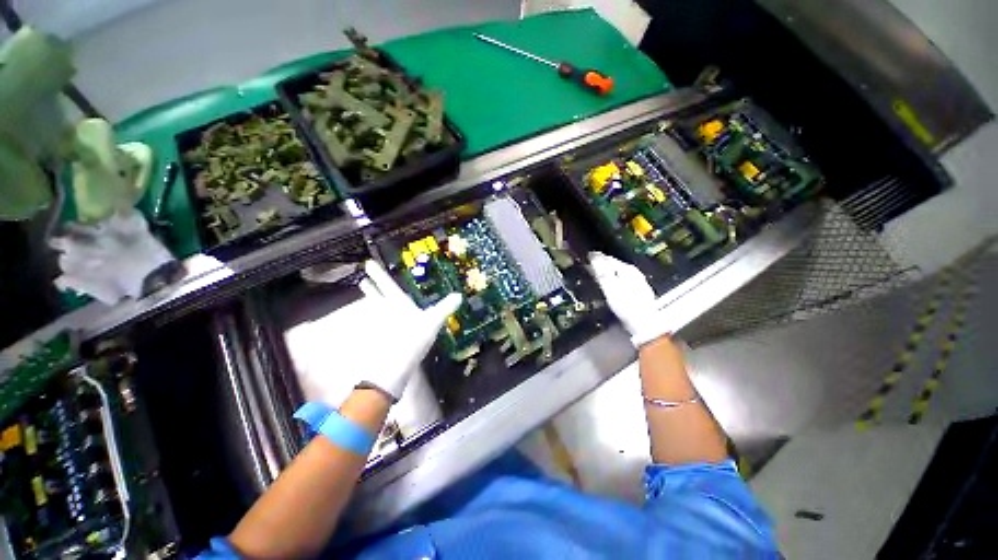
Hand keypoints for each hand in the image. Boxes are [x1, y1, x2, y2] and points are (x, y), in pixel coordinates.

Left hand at [287, 260, 460, 404]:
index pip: (388, 285)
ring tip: (365, 293)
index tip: (368, 263)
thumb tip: (459, 295)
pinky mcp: (380, 338)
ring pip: (374, 309)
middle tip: (362, 279)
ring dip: (371, 299)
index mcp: (398, 304)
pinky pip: (376, 323)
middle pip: (377, 296)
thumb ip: (445, 308)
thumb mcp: (433, 322)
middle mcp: (387, 312)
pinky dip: (375, 319)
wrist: (393, 367)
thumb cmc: (413, 339)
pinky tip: (377, 320)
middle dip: (371, 286)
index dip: (379, 274)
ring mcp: (381, 326)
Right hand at [589, 252, 667, 347]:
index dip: (596, 257)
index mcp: (627, 269)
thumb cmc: (626, 305)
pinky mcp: (638, 292)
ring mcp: (638, 283)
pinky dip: (614, 279)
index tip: (586, 256)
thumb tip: (594, 257)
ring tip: (597, 273)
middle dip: (602, 263)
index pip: (609, 259)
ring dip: (608, 271)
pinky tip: (610, 284)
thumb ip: (602, 272)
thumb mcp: (611, 287)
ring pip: (619, 272)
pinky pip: (622, 280)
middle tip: (589, 264)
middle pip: (615, 264)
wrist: (645, 324)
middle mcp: (634, 273)